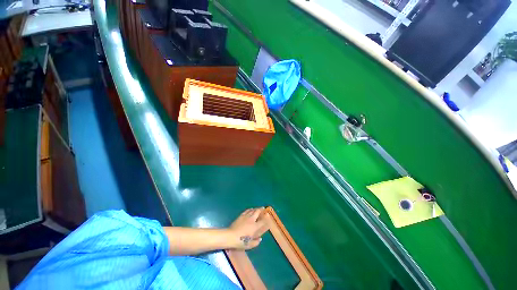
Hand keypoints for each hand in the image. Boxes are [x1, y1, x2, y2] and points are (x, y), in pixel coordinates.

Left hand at [227, 208, 267, 249]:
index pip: (262, 221)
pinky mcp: (241, 216)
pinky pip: (247, 211)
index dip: (266, 218)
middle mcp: (251, 220)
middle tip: (263, 208)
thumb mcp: (249, 245)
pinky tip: (250, 209)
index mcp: (255, 227)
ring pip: (252, 210)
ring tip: (258, 208)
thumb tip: (260, 239)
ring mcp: (246, 217)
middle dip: (261, 209)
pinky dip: (250, 209)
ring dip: (256, 209)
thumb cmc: (240, 241)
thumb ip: (256, 242)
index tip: (268, 215)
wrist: (230, 236)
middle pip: (257, 212)